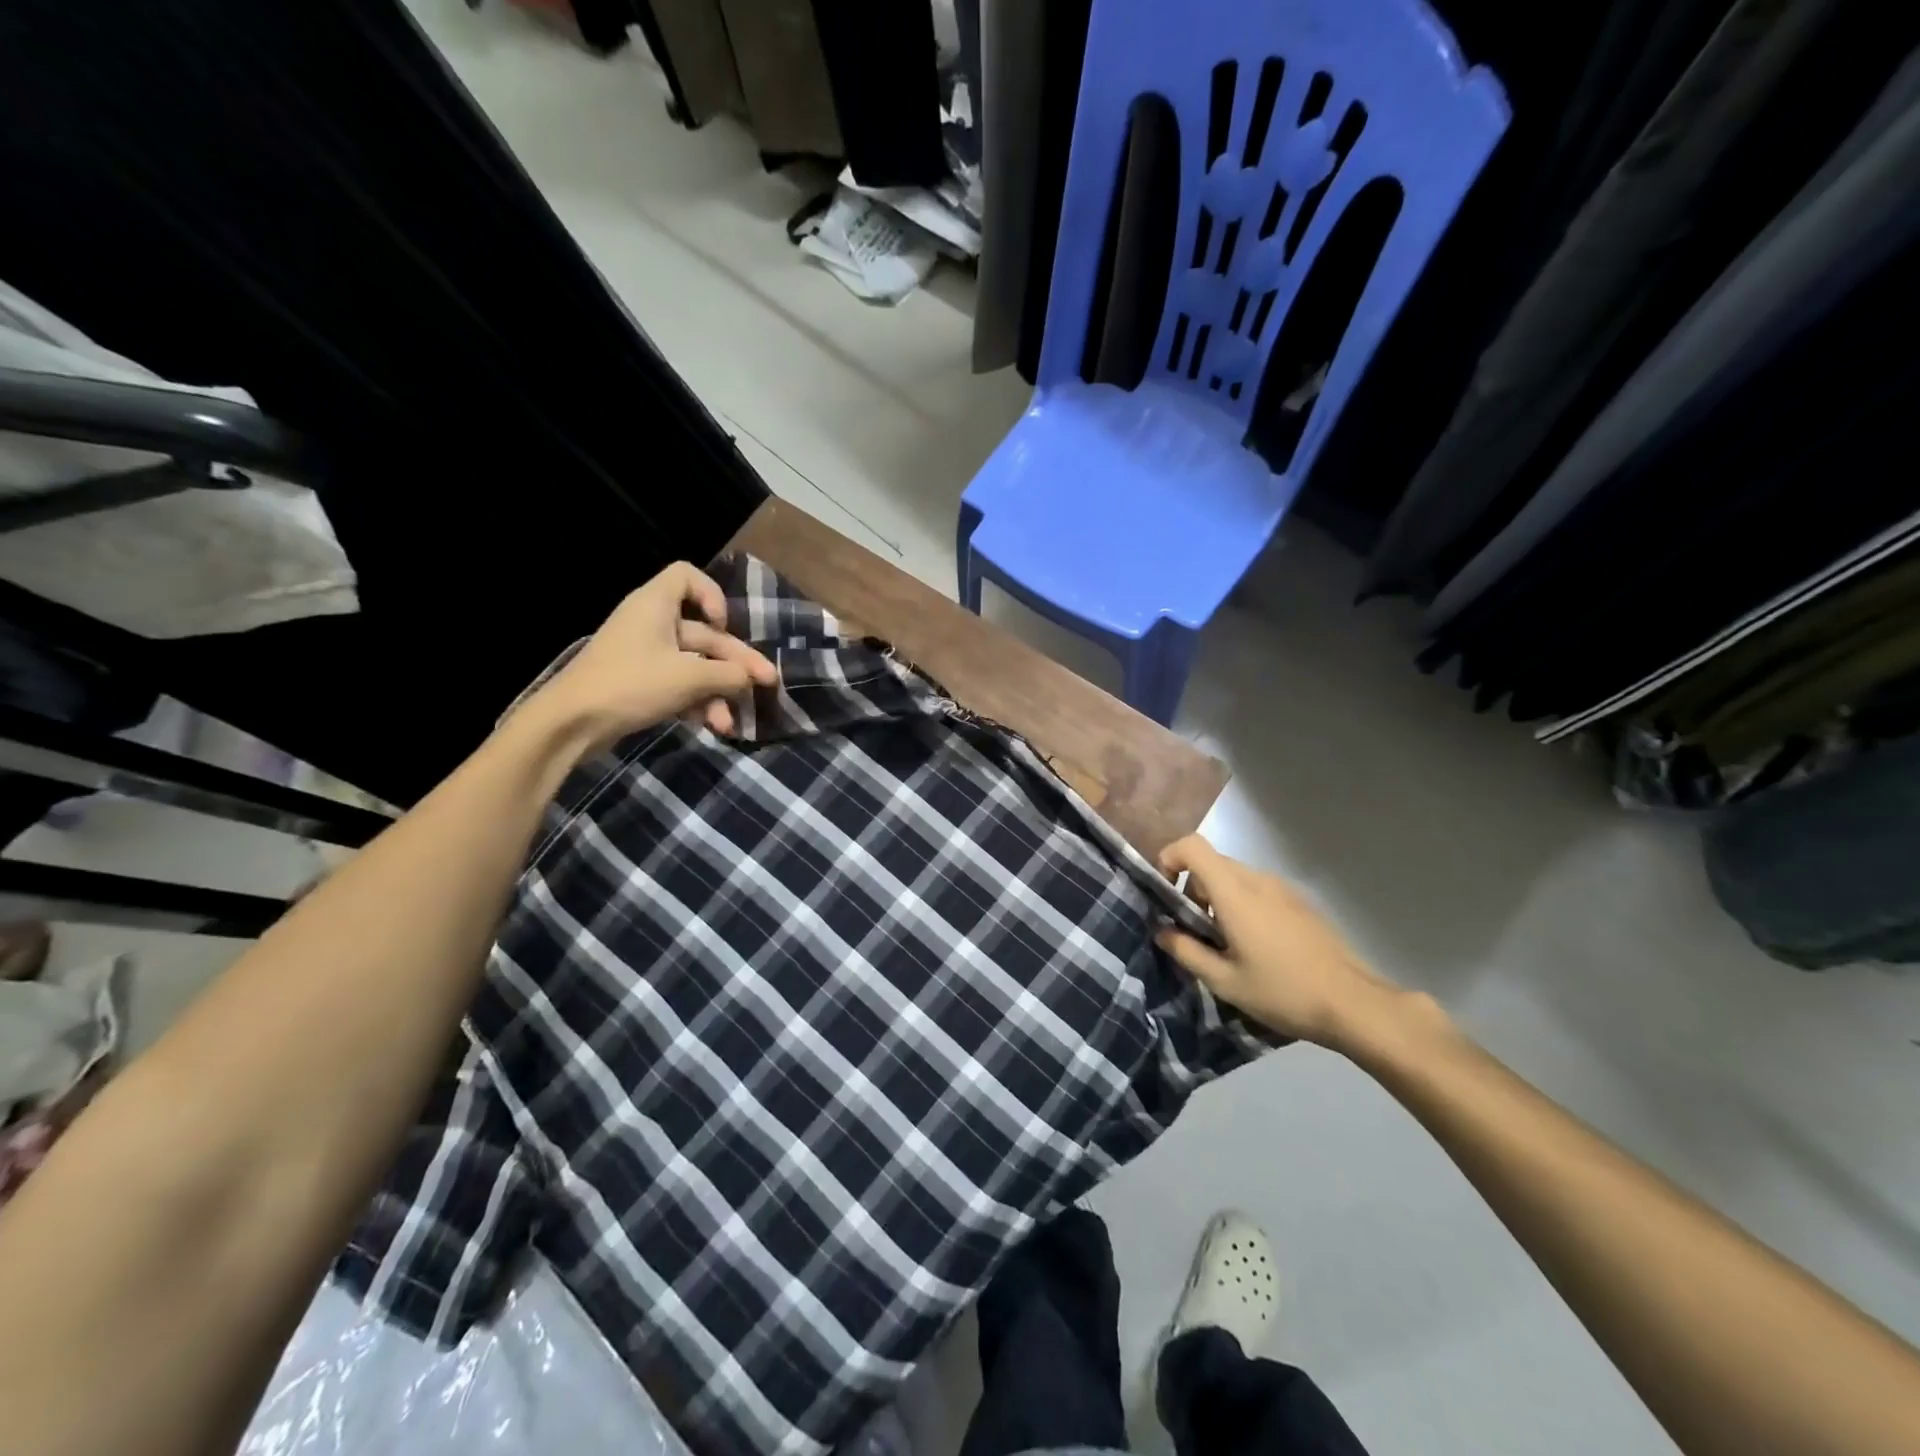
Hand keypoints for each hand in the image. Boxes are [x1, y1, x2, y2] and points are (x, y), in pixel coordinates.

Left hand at [534, 562, 776, 747]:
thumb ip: (728, 675)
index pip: (686, 576)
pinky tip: (714, 727)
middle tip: (766, 684)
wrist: (571, 723)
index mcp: (656, 605)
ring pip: (695, 665)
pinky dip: (698, 702)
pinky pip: (680, 684)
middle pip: (704, 633)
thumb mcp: (690, 679)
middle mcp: (651, 623)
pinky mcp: (641, 683)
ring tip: (732, 722)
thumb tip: (751, 678)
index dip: (712, 595)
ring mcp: (645, 655)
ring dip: (719, 691)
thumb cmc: (632, 684)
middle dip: (735, 662)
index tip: (723, 624)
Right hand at [1155, 835, 1406, 1048]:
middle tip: (1194, 931)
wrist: (1354, 1004)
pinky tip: (1257, 946)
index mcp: (1234, 892)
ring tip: (1226, 944)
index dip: (1169, 858)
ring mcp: (1283, 888)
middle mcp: (1257, 879)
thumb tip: (1161, 930)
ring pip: (1235, 877)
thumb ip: (1186, 951)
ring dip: (1218, 899)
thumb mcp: (1224, 981)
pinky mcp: (1300, 901)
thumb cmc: (1282, 992)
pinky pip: (1258, 889)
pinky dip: (1242, 904)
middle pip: (1211, 863)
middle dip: (1192, 889)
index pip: (1192, 846)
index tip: (1165, 893)